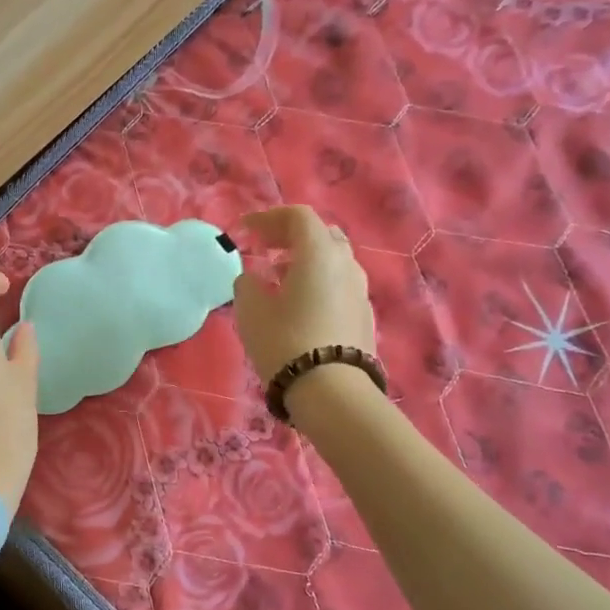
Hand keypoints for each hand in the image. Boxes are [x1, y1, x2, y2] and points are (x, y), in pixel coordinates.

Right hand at [232, 206, 376, 382]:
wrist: (332, 393)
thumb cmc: (285, 342)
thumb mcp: (250, 310)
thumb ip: (247, 283)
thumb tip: (253, 278)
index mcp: (319, 253)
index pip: (298, 216)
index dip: (269, 218)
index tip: (245, 231)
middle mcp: (346, 264)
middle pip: (321, 234)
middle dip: (291, 236)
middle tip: (265, 248)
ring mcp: (360, 290)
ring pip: (333, 261)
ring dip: (306, 260)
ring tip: (279, 278)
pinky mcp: (364, 315)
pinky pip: (339, 285)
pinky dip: (318, 282)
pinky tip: (300, 305)